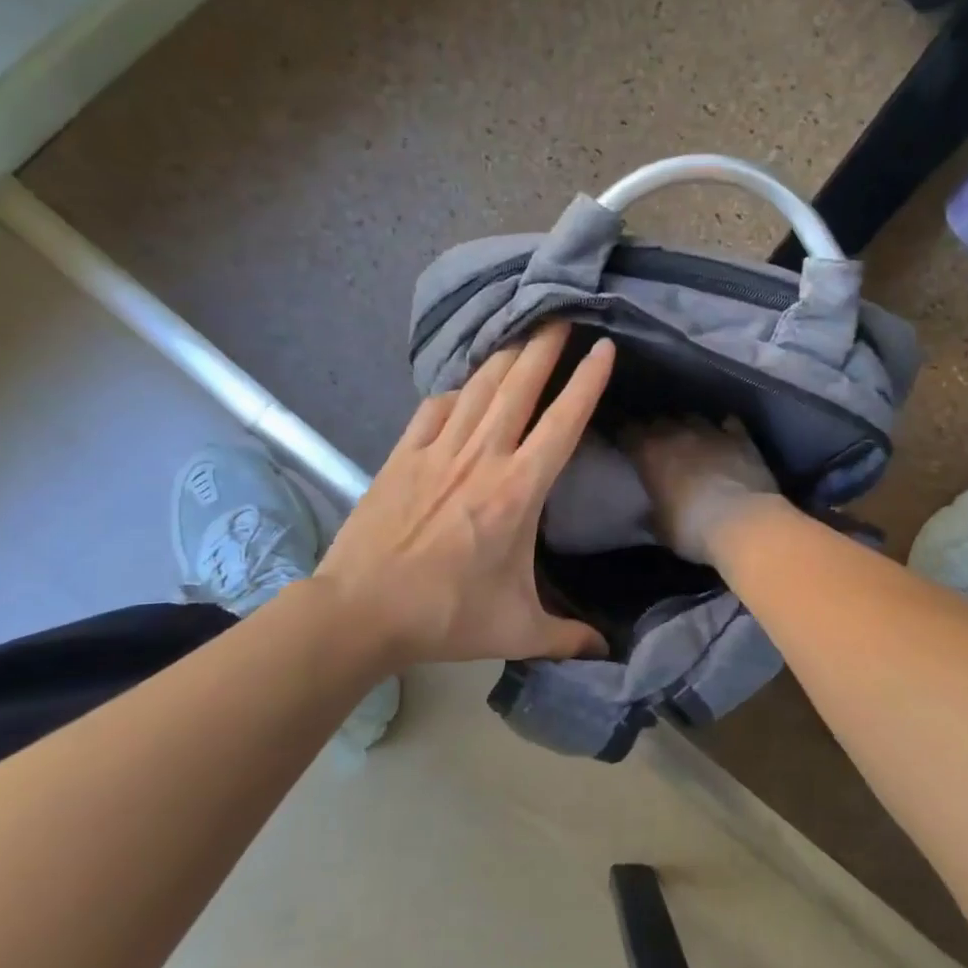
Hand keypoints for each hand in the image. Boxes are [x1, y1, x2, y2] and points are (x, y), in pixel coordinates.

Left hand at [317, 323, 615, 665]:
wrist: (360, 611)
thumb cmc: (446, 616)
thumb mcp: (517, 631)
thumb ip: (567, 638)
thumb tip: (607, 653)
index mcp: (517, 491)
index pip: (562, 423)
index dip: (586, 382)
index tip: (603, 348)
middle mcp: (481, 458)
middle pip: (518, 387)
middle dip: (544, 346)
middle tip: (560, 314)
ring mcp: (437, 452)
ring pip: (477, 389)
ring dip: (503, 357)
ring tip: (521, 332)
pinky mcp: (401, 456)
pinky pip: (432, 409)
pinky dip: (452, 392)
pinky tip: (460, 386)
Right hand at [620, 417, 780, 565]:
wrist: (745, 525)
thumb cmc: (692, 530)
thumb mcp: (660, 529)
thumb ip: (650, 514)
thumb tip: (645, 513)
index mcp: (649, 453)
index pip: (626, 431)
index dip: (623, 435)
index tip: (622, 443)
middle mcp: (677, 433)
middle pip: (658, 420)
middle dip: (654, 429)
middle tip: (654, 444)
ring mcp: (711, 432)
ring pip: (692, 418)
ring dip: (687, 427)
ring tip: (687, 439)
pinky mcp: (741, 438)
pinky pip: (730, 424)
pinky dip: (724, 429)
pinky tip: (724, 436)